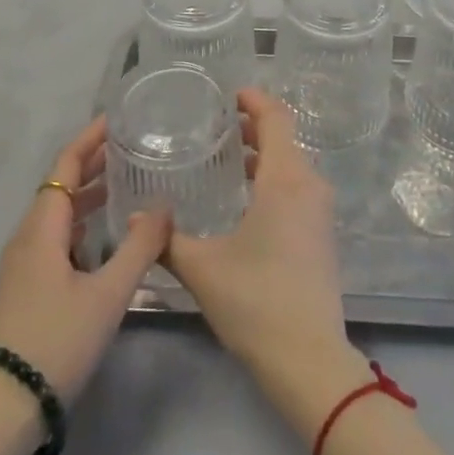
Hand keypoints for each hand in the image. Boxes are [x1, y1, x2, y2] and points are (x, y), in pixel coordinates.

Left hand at [0, 116, 171, 402]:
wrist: (1, 409)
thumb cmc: (55, 340)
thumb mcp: (107, 294)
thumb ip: (139, 247)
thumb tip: (163, 207)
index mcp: (43, 227)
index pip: (66, 165)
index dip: (90, 138)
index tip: (118, 119)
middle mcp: (28, 235)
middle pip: (60, 184)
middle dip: (93, 162)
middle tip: (131, 147)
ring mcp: (22, 263)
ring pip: (57, 212)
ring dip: (88, 192)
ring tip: (124, 183)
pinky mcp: (24, 286)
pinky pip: (55, 235)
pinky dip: (80, 220)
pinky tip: (103, 235)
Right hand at [164, 90, 347, 373]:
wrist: (310, 360)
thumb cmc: (256, 300)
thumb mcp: (203, 268)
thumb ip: (167, 240)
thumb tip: (132, 220)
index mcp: (285, 178)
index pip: (275, 118)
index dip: (254, 100)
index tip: (228, 94)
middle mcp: (309, 185)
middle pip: (283, 139)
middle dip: (252, 128)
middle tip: (216, 127)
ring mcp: (320, 211)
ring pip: (291, 165)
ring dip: (262, 157)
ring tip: (225, 162)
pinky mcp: (321, 235)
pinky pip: (297, 188)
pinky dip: (272, 180)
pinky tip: (244, 202)